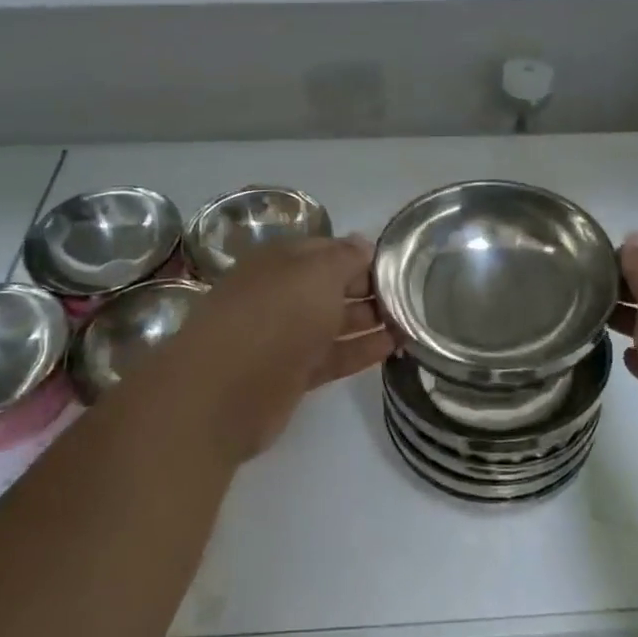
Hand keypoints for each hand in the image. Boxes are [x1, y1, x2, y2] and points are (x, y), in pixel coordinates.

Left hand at [151, 236, 392, 464]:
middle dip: (370, 288)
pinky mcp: (291, 374)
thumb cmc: (275, 315)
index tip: (399, 265)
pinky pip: (333, 356)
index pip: (329, 249)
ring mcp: (285, 335)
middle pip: (332, 286)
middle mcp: (282, 293)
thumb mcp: (317, 272)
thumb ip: (345, 257)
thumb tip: (363, 244)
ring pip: (334, 322)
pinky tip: (394, 347)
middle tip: (413, 295)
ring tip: (413, 321)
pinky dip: (361, 350)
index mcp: (281, 261)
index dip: (362, 255)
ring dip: (371, 320)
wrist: (224, 391)